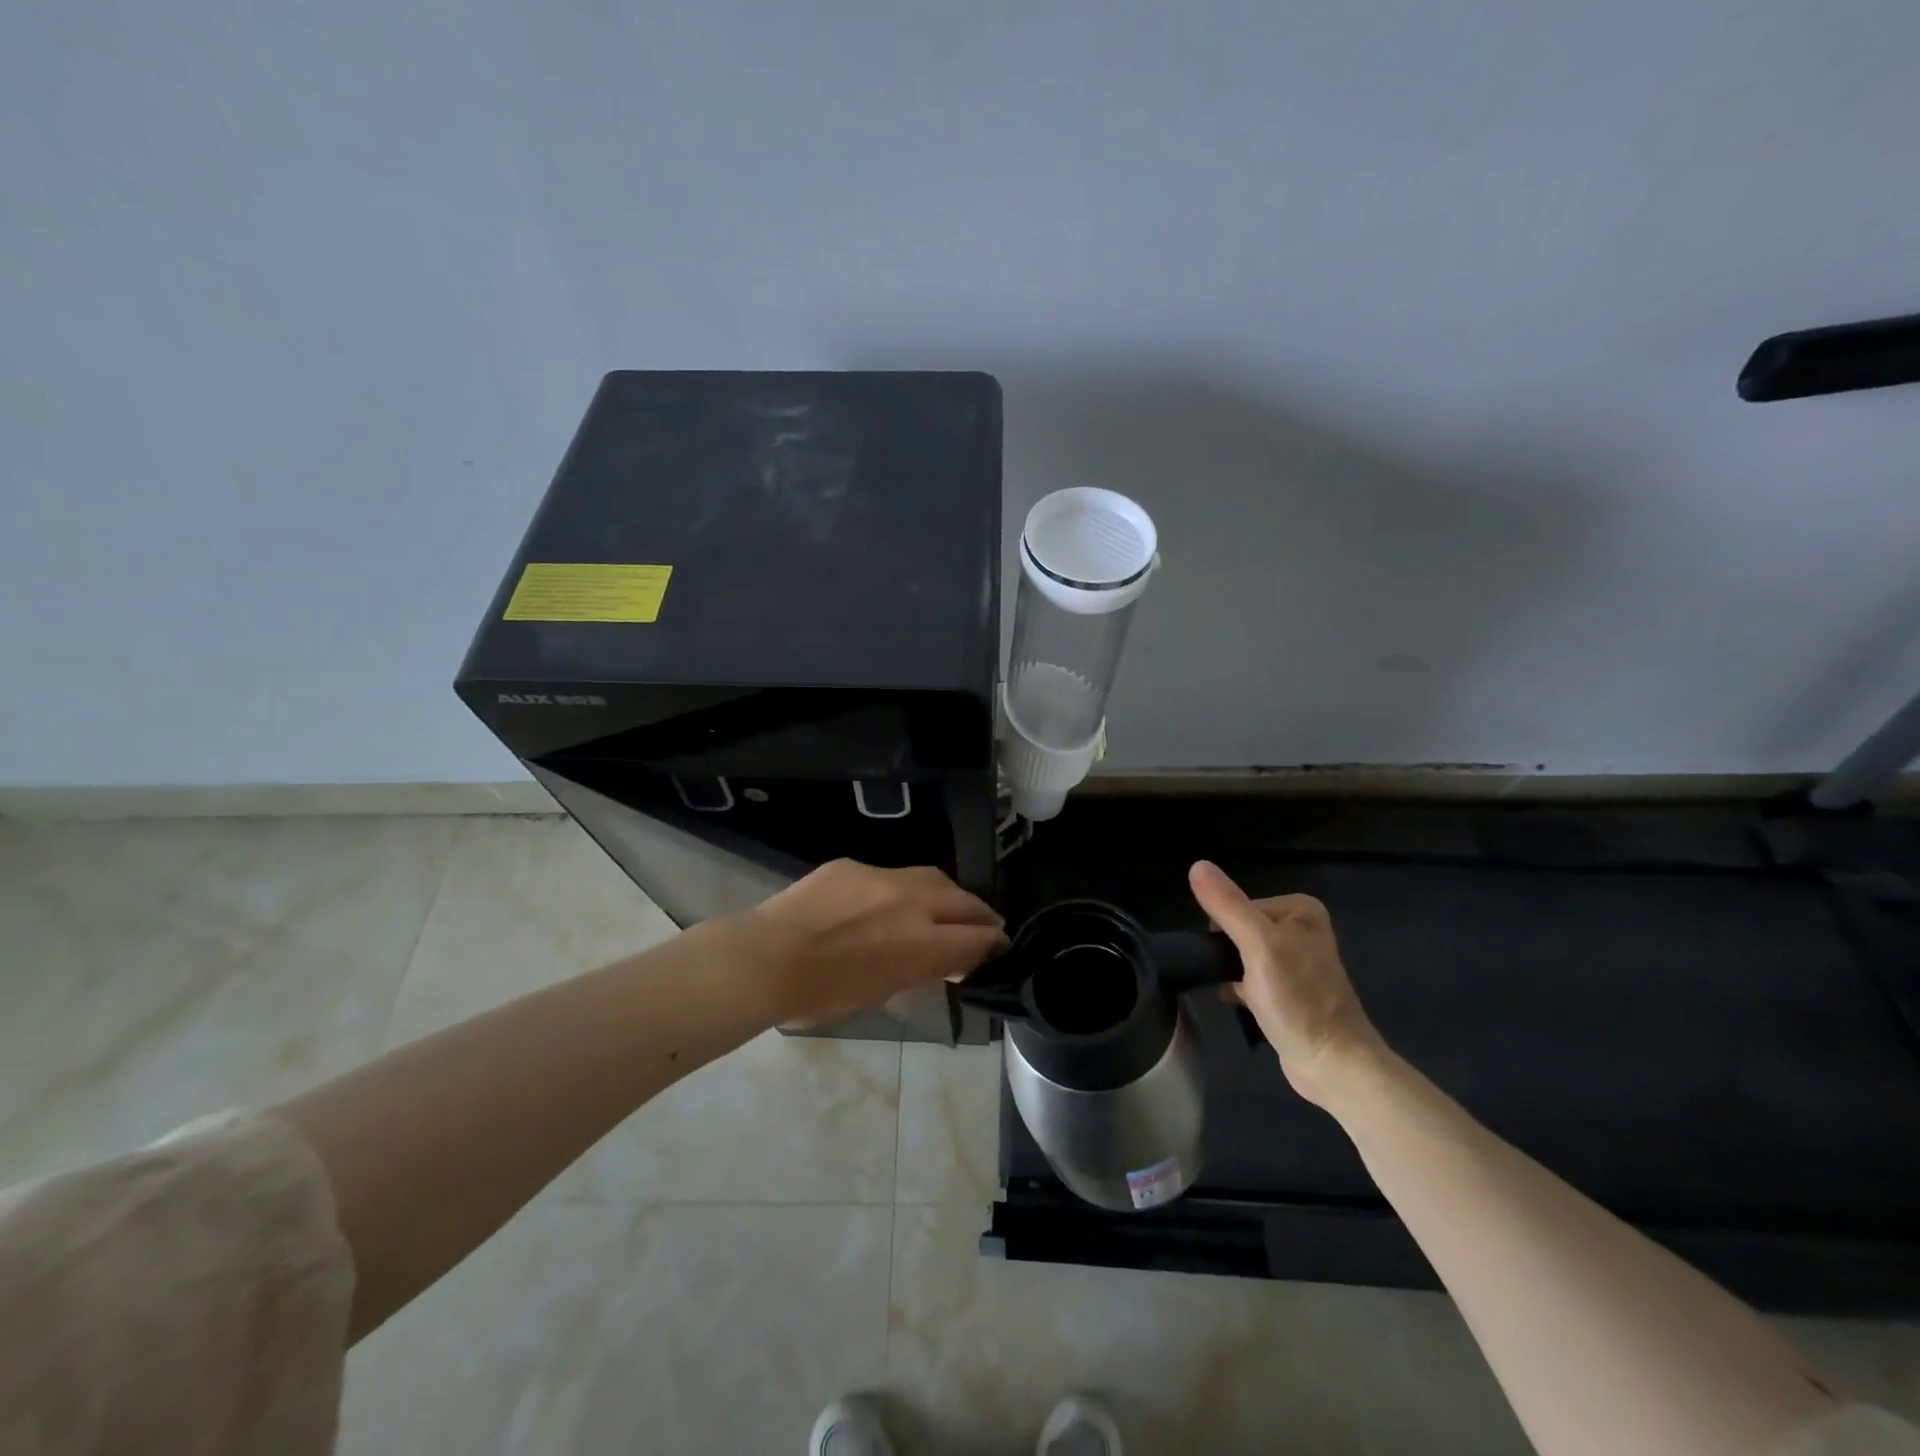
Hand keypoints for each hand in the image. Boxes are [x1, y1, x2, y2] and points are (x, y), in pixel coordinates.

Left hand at [732, 860, 1007, 1025]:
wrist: (765, 958)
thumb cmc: (821, 994)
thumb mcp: (880, 993)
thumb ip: (918, 970)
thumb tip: (941, 960)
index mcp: (922, 942)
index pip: (975, 939)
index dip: (992, 945)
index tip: (998, 948)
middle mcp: (912, 901)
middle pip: (963, 900)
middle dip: (979, 914)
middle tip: (986, 924)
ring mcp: (882, 876)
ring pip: (931, 877)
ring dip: (948, 894)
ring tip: (950, 905)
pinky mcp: (854, 864)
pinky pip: (890, 874)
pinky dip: (902, 889)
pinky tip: (890, 901)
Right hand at [1188, 860, 1385, 1107]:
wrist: (1333, 1065)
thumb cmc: (1299, 1000)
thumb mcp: (1259, 945)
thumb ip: (1228, 906)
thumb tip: (1197, 864)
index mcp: (1299, 910)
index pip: (1237, 907)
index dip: (1227, 933)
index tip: (1238, 959)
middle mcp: (1300, 929)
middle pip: (1238, 929)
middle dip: (1230, 954)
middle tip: (1240, 979)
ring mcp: (1295, 961)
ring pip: (1241, 955)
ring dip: (1233, 973)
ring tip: (1242, 995)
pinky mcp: (1289, 990)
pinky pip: (1249, 977)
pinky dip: (1240, 989)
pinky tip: (1242, 1005)